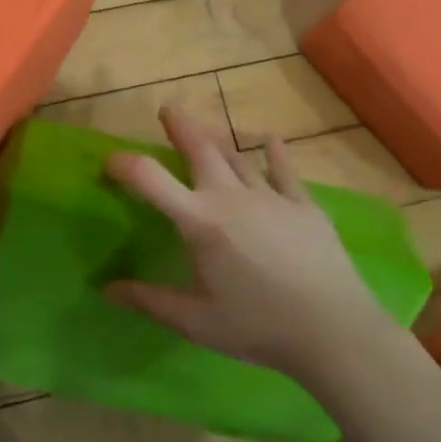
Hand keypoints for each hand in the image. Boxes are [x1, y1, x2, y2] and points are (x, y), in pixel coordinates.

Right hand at [105, 105, 391, 383]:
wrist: (334, 331)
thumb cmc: (258, 327)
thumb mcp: (194, 321)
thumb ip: (148, 301)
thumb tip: (106, 289)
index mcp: (199, 222)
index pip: (150, 179)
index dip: (124, 164)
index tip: (109, 162)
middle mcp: (231, 197)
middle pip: (201, 150)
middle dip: (181, 127)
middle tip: (168, 110)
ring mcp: (271, 197)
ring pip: (238, 157)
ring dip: (218, 140)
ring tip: (206, 128)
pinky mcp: (304, 206)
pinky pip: (284, 171)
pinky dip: (273, 152)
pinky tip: (270, 140)